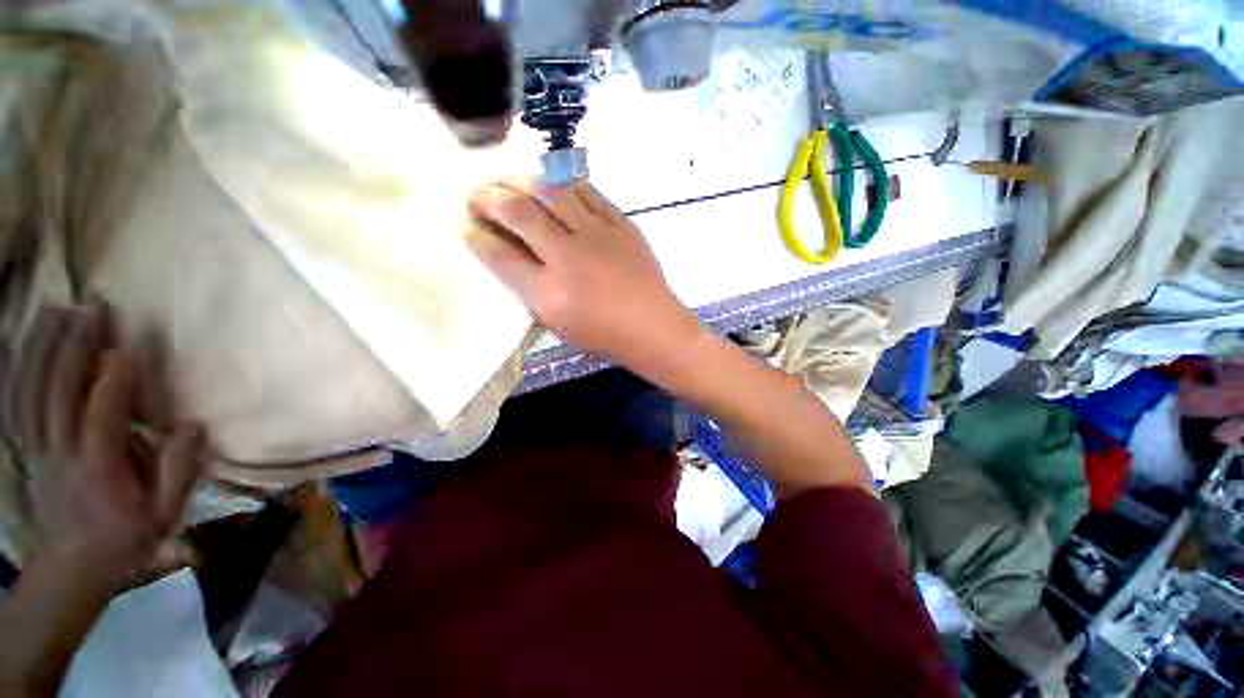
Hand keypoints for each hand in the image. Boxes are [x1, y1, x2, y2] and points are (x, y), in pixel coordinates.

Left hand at [1, 304, 203, 586]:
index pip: (103, 417)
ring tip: (59, 310)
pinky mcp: (28, 446)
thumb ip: (179, 472)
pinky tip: (26, 342)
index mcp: (99, 470)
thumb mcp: (163, 516)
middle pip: (59, 393)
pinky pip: (16, 401)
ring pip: (32, 390)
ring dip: (43, 348)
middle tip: (93, 309)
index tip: (131, 347)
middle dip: (75, 347)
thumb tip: (194, 427)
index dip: (116, 381)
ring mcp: (38, 448)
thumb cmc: (124, 539)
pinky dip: (19, 368)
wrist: (70, 566)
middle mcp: (61, 452)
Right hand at [467, 177, 702, 376]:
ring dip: (523, 181)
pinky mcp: (621, 223)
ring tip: (508, 180)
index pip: (502, 257)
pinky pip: (587, 192)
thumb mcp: (561, 326)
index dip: (478, 238)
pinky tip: (551, 183)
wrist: (654, 327)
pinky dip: (564, 184)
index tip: (465, 226)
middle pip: (520, 214)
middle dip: (489, 199)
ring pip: (552, 192)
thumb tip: (511, 259)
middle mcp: (569, 257)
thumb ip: (533, 292)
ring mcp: (597, 235)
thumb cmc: (606, 336)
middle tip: (477, 195)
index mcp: (550, 293)